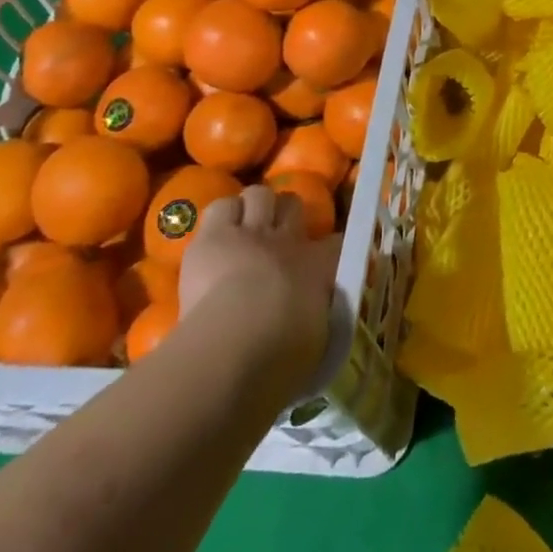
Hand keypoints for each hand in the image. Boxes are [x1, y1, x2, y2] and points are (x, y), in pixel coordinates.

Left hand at [177, 185, 339, 384]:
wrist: (239, 344)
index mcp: (321, 266)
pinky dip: (221, 216)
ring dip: (253, 209)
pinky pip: (222, 206)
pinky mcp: (216, 235)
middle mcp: (290, 240)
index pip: (337, 242)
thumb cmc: (283, 356)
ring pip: (259, 195)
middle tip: (275, 236)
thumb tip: (318, 315)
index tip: (325, 261)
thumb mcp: (318, 339)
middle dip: (285, 215)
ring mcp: (253, 232)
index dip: (330, 248)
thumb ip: (320, 315)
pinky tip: (216, 234)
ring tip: (244, 228)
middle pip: (293, 204)